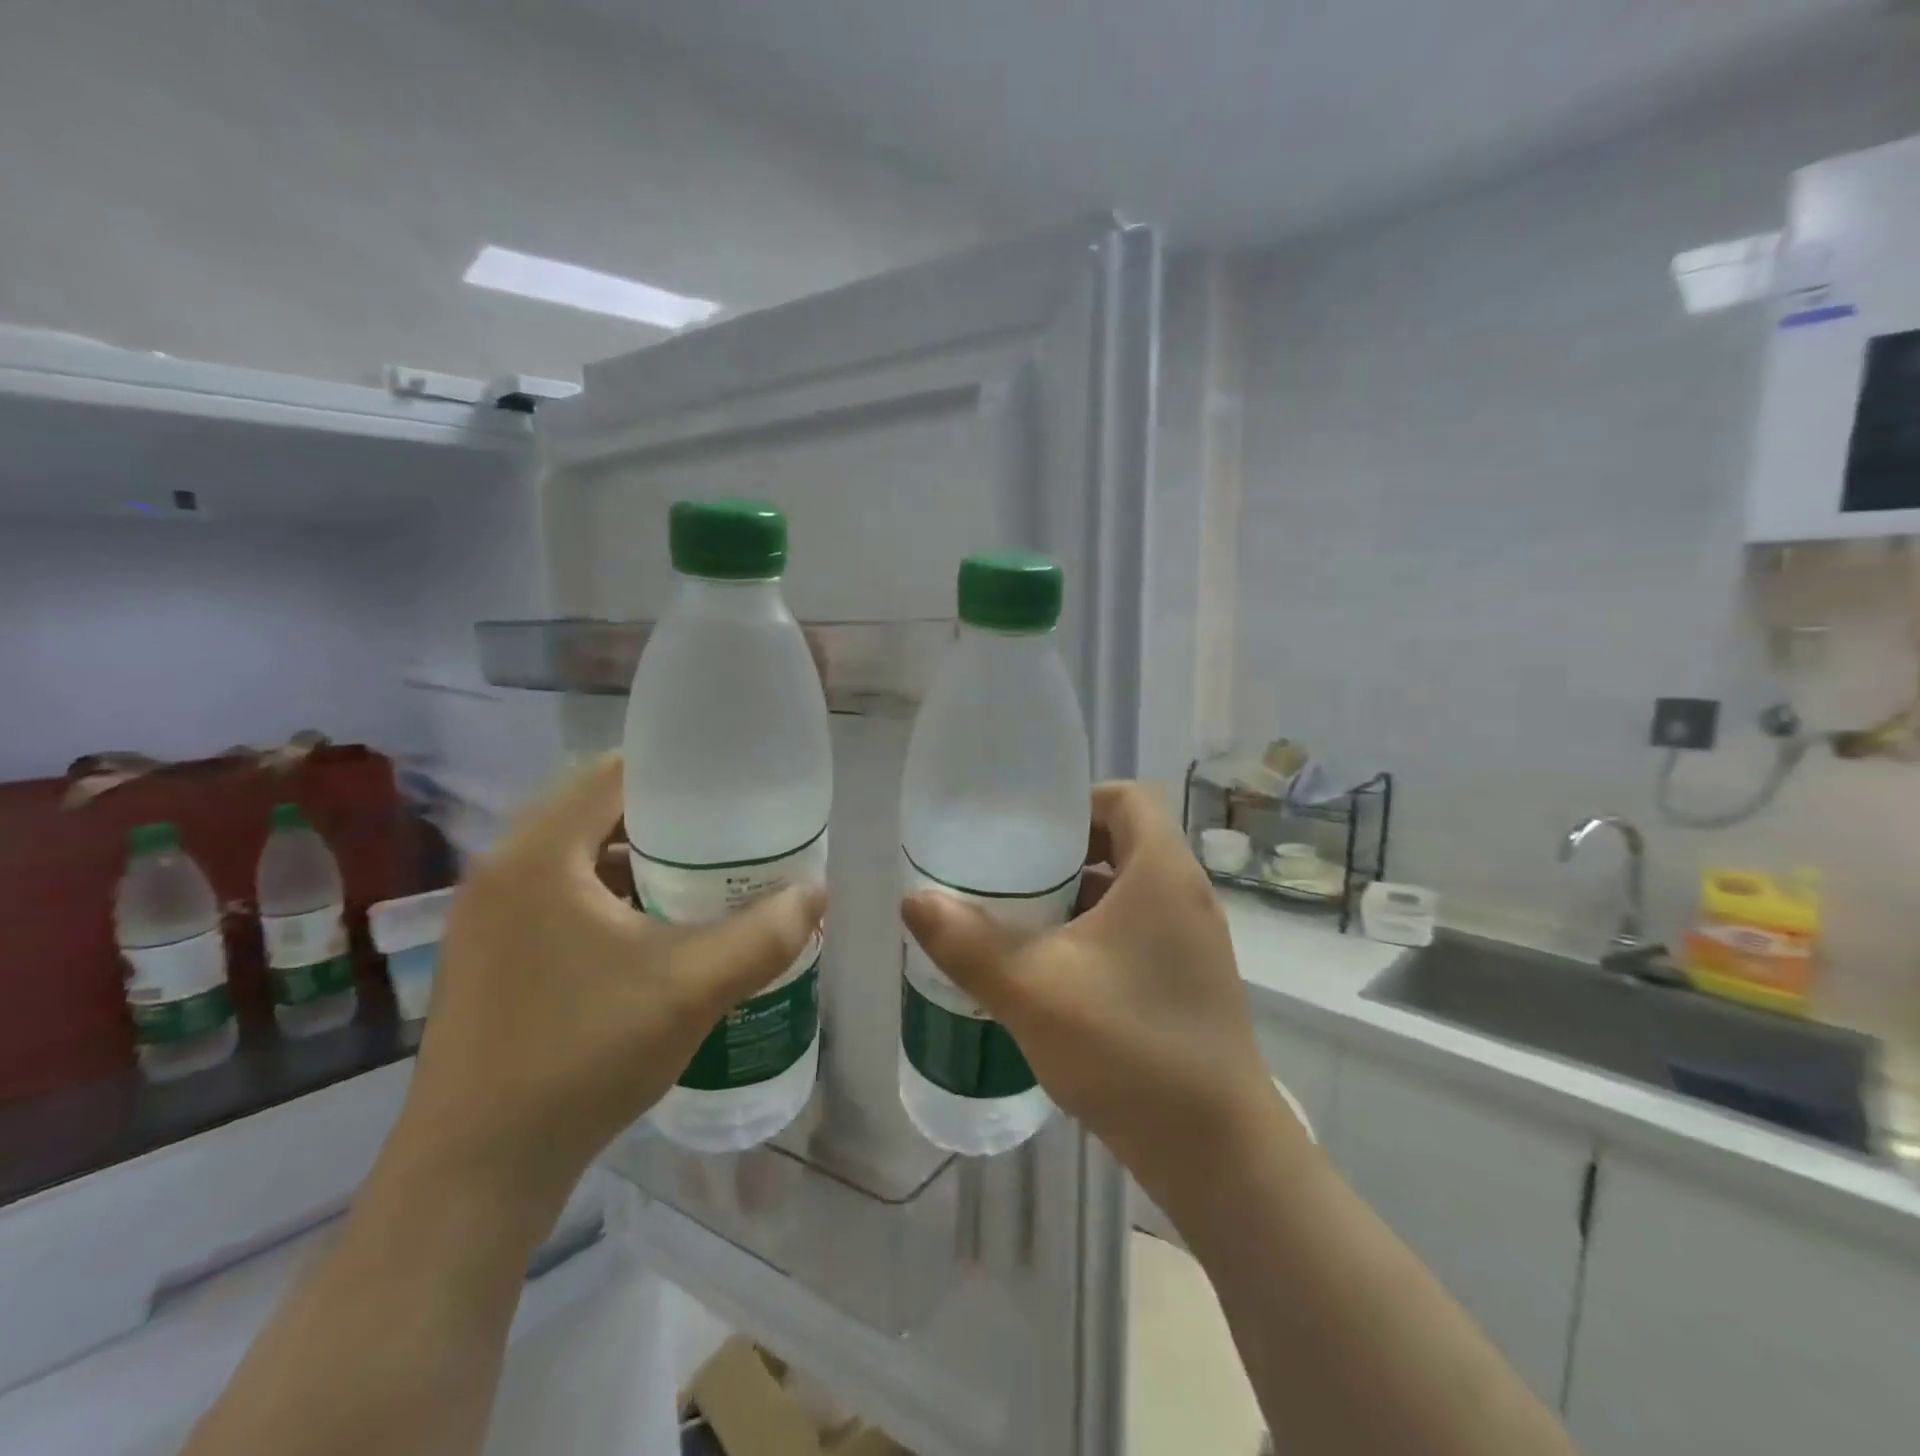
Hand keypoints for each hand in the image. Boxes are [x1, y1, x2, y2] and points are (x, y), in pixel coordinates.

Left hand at [398, 754, 826, 1224]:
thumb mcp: (693, 988)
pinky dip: (612, 894)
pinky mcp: (491, 954)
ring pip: (578, 856)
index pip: (615, 773)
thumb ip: (766, 934)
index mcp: (538, 856)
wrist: (476, 1173)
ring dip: (639, 857)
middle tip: (729, 834)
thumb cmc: (583, 1056)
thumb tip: (816, 896)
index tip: (733, 789)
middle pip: (597, 811)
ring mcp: (489, 916)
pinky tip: (656, 930)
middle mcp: (502, 870)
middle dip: (668, 817)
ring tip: (703, 876)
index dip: (679, 771)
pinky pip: (561, 895)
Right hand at [901, 783, 1298, 1216]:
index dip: (1076, 801)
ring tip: (1021, 920)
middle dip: (1065, 852)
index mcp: (1162, 873)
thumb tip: (914, 900)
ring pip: (1129, 892)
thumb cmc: (1129, 1047)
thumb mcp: (1033, 989)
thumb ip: (967, 942)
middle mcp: (1187, 896)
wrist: (1217, 1153)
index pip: (1127, 798)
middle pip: (1124, 842)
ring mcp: (1194, 943)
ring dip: (1077, 897)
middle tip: (1011, 874)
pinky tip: (1053, 972)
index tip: (1027, 830)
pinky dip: (1096, 935)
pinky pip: (1138, 932)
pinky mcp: (1190, 983)